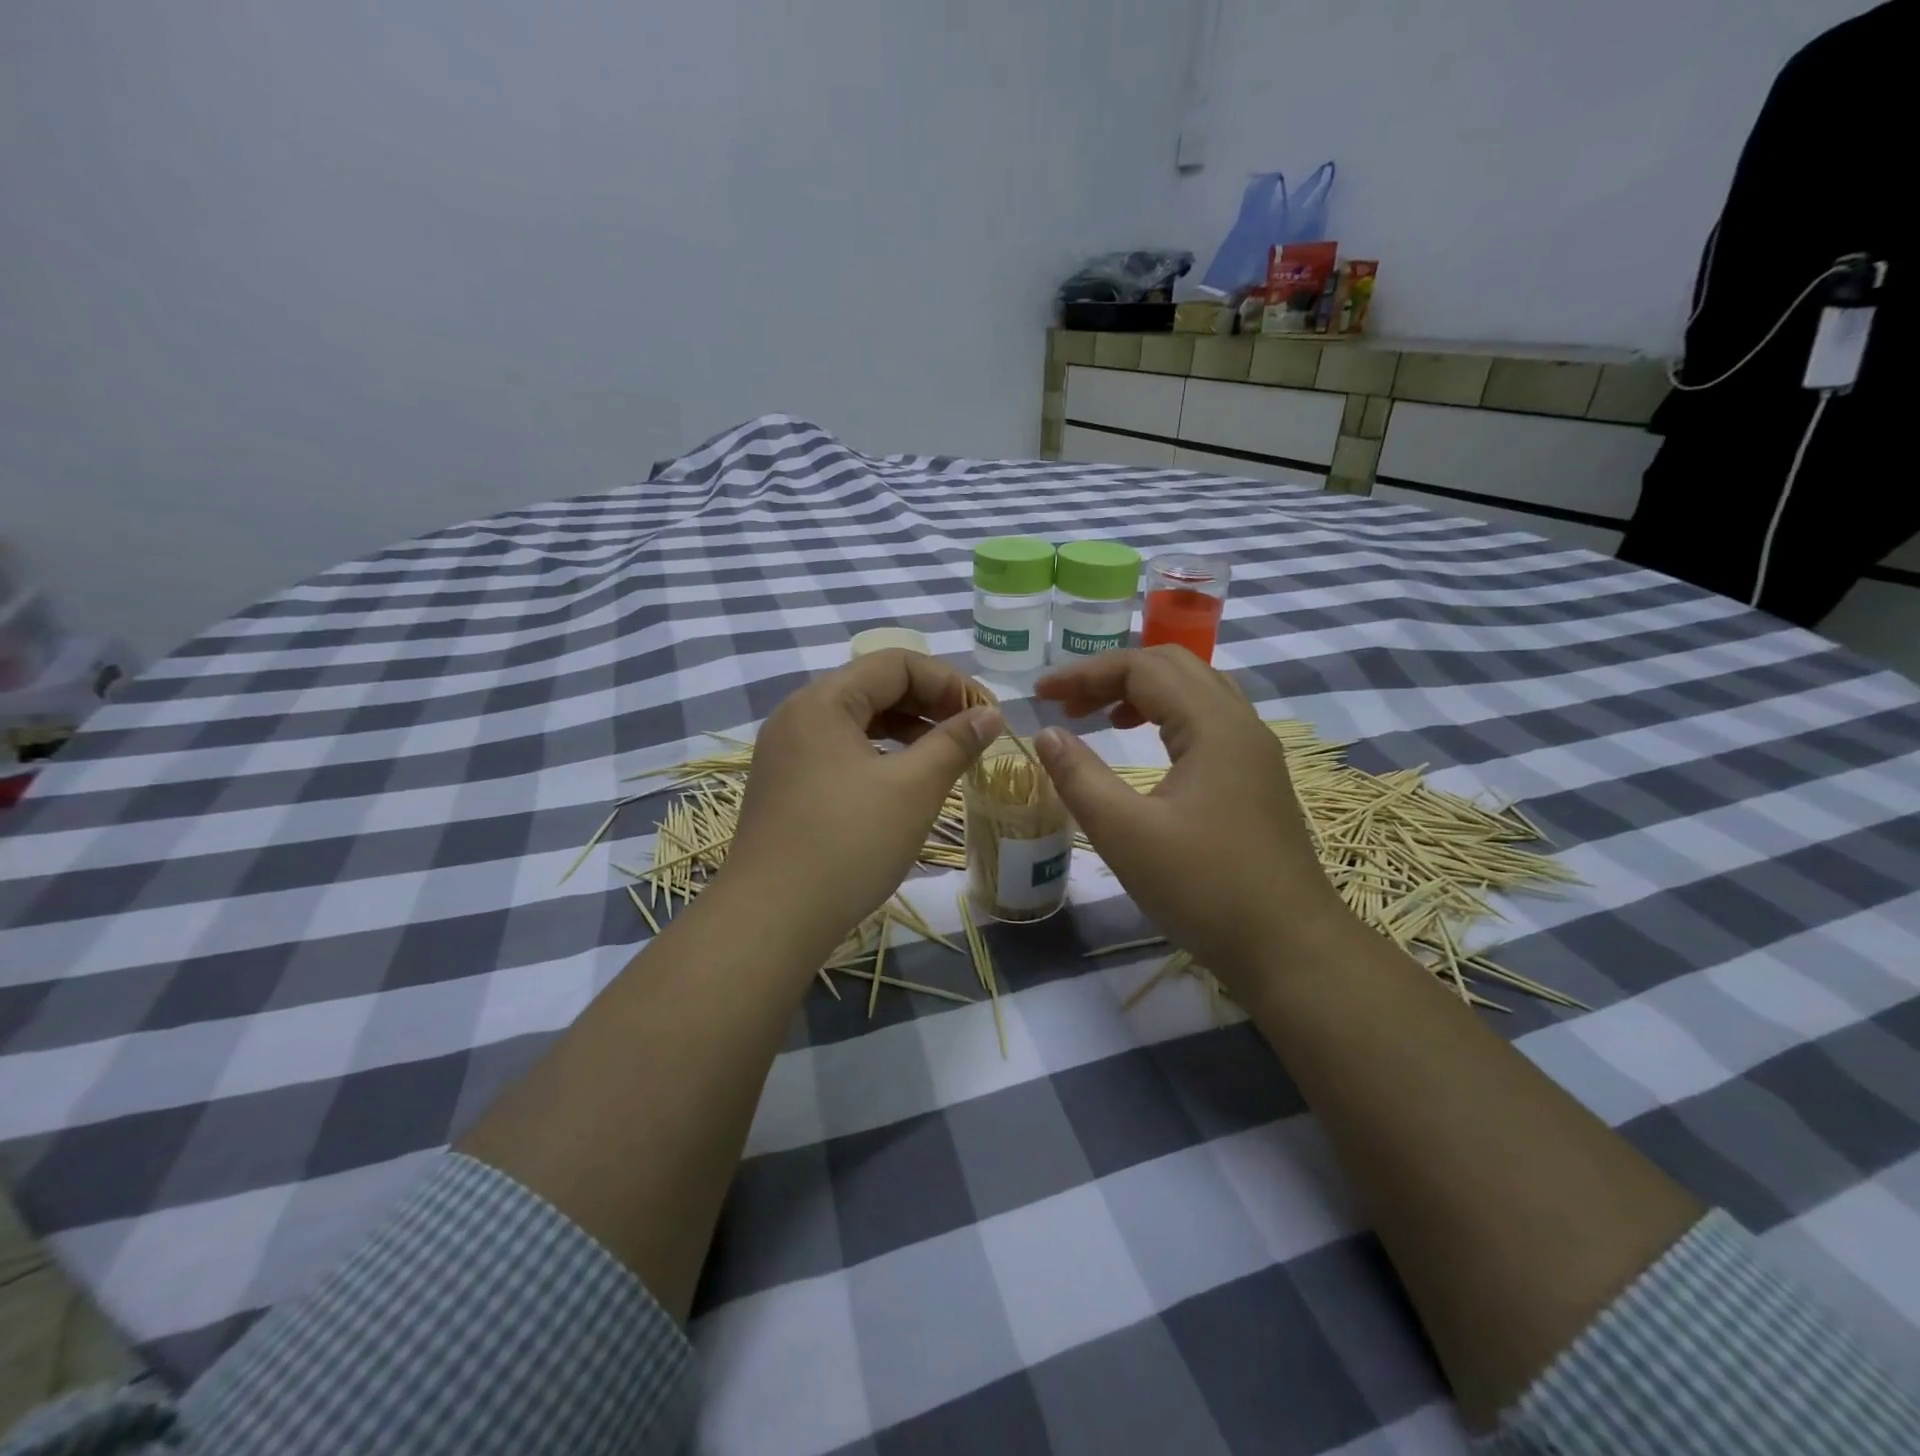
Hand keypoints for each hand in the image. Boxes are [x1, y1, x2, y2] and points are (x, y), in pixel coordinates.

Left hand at [722, 649, 1000, 960]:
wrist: (771, 919)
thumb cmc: (848, 844)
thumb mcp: (913, 788)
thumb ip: (955, 742)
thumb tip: (990, 714)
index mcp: (823, 701)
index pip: (896, 663)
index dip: (949, 681)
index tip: (986, 715)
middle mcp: (798, 715)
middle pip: (875, 687)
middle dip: (930, 703)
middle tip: (972, 734)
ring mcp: (787, 752)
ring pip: (858, 721)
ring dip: (907, 729)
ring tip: (946, 756)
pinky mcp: (786, 785)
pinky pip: (841, 750)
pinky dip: (880, 755)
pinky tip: (904, 781)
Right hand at [1034, 647, 1350, 993]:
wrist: (1290, 948)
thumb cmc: (1204, 888)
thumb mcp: (1125, 834)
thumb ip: (1079, 777)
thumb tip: (1047, 734)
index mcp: (1213, 725)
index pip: (1142, 668)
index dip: (1085, 673)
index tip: (1040, 696)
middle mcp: (1240, 723)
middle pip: (1173, 666)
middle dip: (1113, 675)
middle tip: (1068, 704)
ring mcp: (1255, 750)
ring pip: (1195, 690)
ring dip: (1143, 692)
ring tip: (1100, 717)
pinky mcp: (1257, 777)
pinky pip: (1208, 720)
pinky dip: (1167, 715)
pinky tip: (1147, 745)